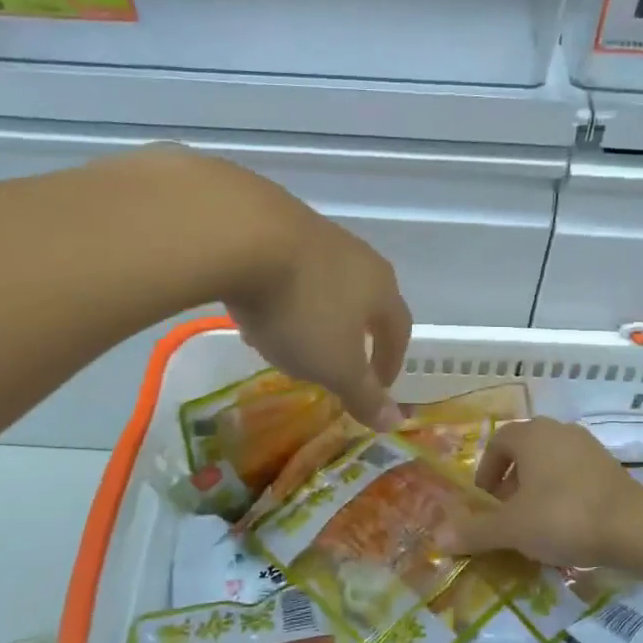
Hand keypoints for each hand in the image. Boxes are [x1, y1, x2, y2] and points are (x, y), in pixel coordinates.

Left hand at [210, 159, 411, 430]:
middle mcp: (357, 256)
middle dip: (350, 335)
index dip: (390, 361)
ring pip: (324, 284)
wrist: (243, 234)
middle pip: (363, 301)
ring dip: (313, 314)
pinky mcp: (275, 221)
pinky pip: (287, 268)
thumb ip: (364, 394)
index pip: (398, 329)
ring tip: (288, 341)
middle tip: (335, 363)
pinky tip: (254, 309)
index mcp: (381, 289)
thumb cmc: (302, 309)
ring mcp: (316, 234)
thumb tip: (395, 421)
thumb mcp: (335, 366)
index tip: (378, 386)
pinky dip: (280, 294)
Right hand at [446, 417, 642, 568]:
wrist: (633, 527)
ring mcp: (588, 446)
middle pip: (525, 452)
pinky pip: (574, 475)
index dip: (486, 471)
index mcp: (531, 435)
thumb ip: (475, 531)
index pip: (498, 442)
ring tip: (535, 523)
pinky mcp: (610, 467)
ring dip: (537, 488)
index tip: (485, 501)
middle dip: (511, 481)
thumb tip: (438, 537)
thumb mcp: (512, 528)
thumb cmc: (562, 517)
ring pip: (550, 463)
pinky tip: (566, 524)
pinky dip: (563, 494)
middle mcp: (559, 431)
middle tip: (507, 514)